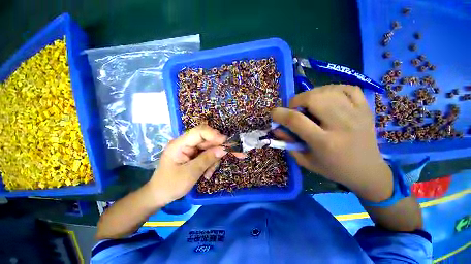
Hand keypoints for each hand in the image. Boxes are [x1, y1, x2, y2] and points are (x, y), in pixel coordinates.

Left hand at [147, 124, 228, 205]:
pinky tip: (207, 174)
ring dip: (214, 159)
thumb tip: (223, 149)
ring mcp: (191, 149)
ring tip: (209, 173)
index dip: (214, 135)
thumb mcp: (190, 173)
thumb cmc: (170, 185)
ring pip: (210, 148)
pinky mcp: (194, 155)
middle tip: (235, 154)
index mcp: (180, 144)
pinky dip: (211, 163)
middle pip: (207, 140)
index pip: (199, 132)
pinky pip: (208, 155)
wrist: (159, 195)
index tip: (226, 142)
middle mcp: (186, 143)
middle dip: (219, 148)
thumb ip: (207, 159)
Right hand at [272, 85, 392, 201]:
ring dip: (311, 95)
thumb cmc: (333, 169)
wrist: (368, 171)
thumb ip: (288, 143)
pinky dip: (332, 89)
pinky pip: (347, 88)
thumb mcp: (305, 160)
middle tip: (294, 109)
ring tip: (308, 105)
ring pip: (328, 91)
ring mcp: (357, 114)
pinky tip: (326, 98)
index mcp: (324, 142)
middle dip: (296, 101)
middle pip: (313, 98)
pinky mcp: (366, 108)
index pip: (296, 120)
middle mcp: (341, 125)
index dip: (280, 114)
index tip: (274, 114)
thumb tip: (277, 127)